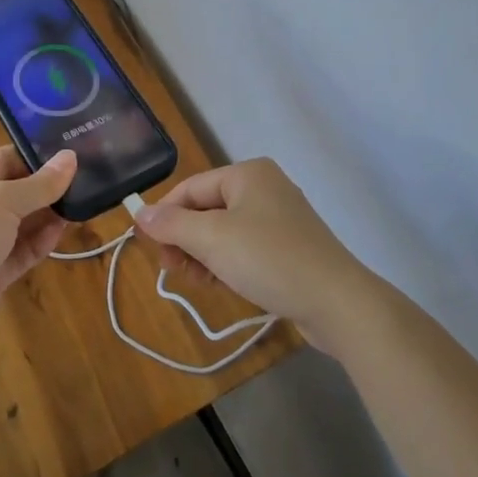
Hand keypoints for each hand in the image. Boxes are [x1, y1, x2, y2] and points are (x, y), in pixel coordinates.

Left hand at [0, 146, 75, 354]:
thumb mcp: (0, 201)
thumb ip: (38, 184)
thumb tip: (70, 158)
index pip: (4, 159)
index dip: (35, 155)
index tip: (72, 151)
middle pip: (15, 192)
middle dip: (46, 187)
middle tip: (87, 178)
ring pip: (21, 224)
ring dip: (47, 215)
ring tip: (84, 203)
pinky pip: (21, 253)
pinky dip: (41, 242)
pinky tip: (63, 231)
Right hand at [132, 158, 373, 350]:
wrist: (337, 302)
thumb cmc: (269, 259)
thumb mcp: (212, 239)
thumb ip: (172, 224)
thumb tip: (139, 212)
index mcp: (247, 174)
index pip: (190, 187)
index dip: (164, 216)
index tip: (148, 248)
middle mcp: (264, 187)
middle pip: (206, 208)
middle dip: (185, 238)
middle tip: (172, 270)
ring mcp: (280, 218)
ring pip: (224, 231)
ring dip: (203, 254)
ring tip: (197, 281)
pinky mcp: (289, 248)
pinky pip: (245, 248)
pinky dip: (227, 263)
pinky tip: (220, 284)